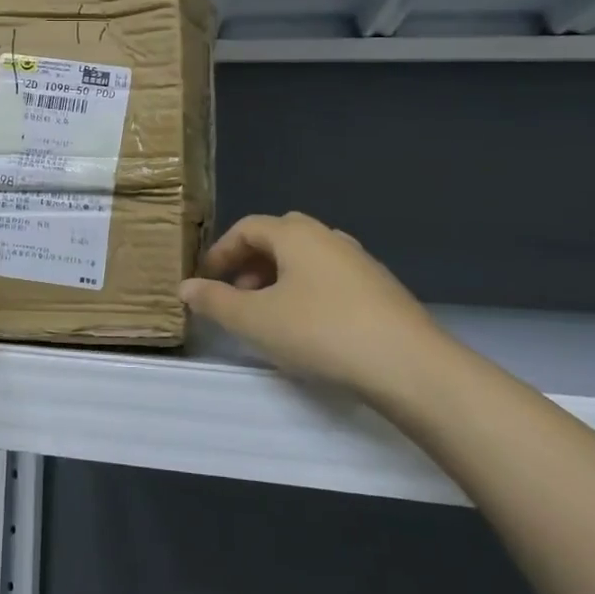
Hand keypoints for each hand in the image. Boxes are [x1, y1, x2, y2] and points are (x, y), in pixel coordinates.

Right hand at [179, 212, 455, 404]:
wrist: (409, 365)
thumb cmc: (321, 332)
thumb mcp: (255, 320)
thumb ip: (215, 301)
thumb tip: (185, 287)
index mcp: (296, 235)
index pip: (248, 227)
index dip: (221, 251)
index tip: (205, 280)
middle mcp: (329, 237)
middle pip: (279, 238)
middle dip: (250, 263)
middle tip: (236, 295)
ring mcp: (359, 262)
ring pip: (307, 259)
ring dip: (279, 278)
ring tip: (268, 315)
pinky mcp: (381, 290)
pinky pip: (330, 279)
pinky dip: (307, 292)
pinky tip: (308, 328)